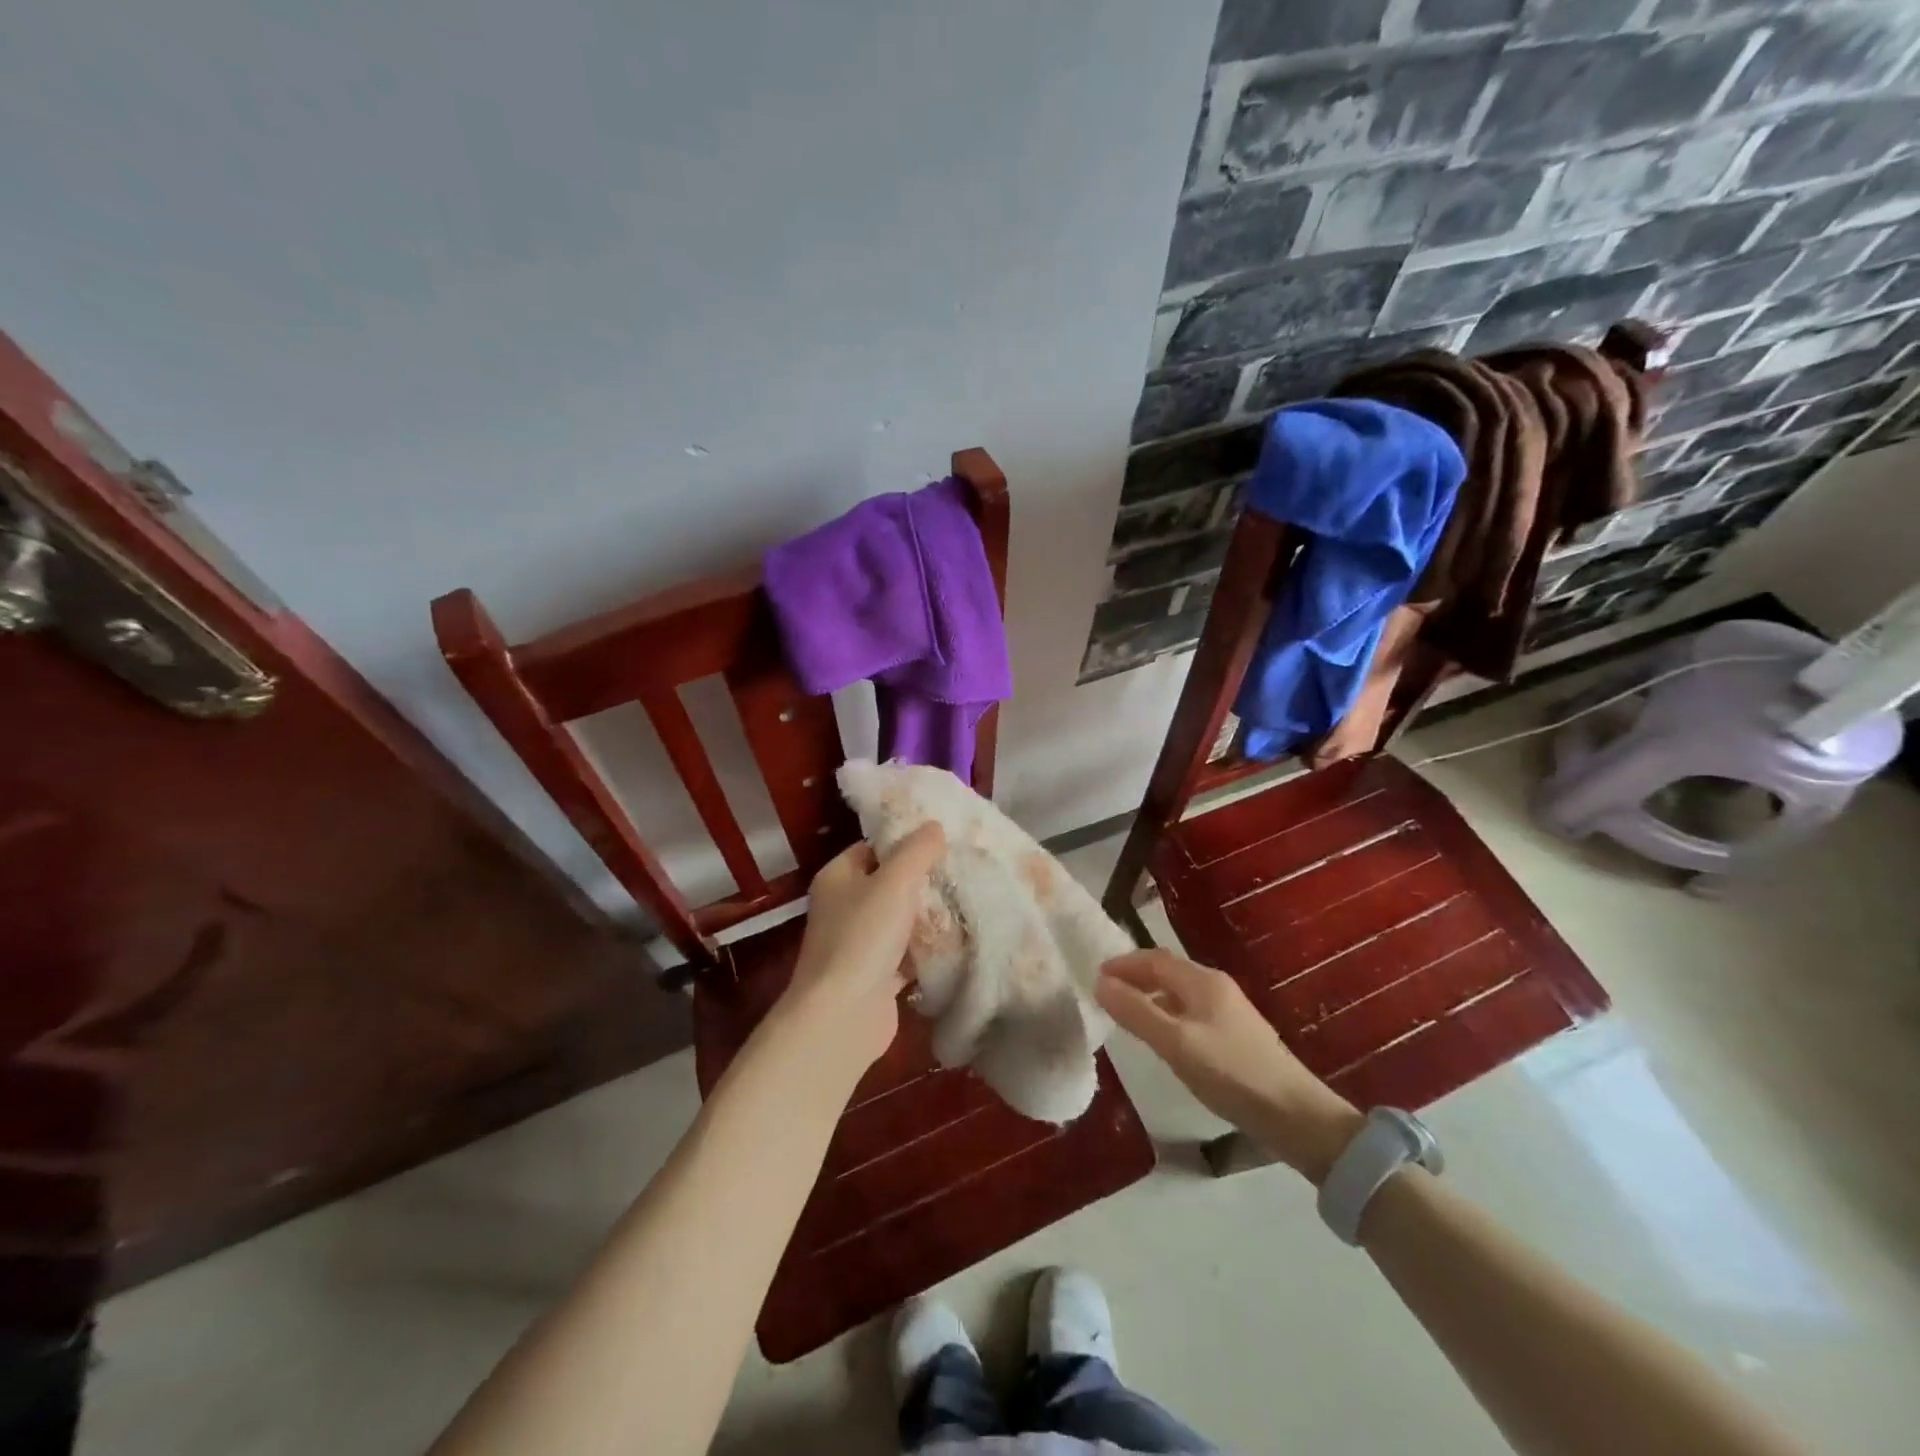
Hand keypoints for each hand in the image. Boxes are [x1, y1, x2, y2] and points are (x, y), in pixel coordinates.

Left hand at [778, 823, 946, 1070]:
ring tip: (969, 899)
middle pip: (888, 883)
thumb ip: (917, 851)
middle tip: (962, 868)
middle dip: (923, 879)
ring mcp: (859, 943)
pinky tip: (959, 940)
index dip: (904, 841)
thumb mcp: (894, 881)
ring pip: (900, 920)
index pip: (872, 847)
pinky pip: (907, 954)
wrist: (844, 1014)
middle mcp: (843, 907)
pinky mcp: (876, 975)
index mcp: (838, 877)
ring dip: (928, 916)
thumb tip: (934, 826)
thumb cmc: (863, 936)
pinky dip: (927, 950)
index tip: (941, 839)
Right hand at [1097, 950, 1362, 1183]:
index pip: (1154, 959)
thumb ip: (1136, 1012)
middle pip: (1168, 972)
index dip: (1123, 964)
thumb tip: (1099, 983)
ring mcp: (1229, 1010)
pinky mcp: (1236, 1034)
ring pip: (1180, 992)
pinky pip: (1191, 1012)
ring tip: (1127, 1014)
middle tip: (1106, 993)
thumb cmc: (1231, 1073)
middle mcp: (1216, 987)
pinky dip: (1168, 1014)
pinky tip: (1163, 1039)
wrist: (1295, 1116)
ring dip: (1151, 996)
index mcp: (1202, 981)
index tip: (1095, 976)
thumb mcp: (1175, 1043)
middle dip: (1136, 977)